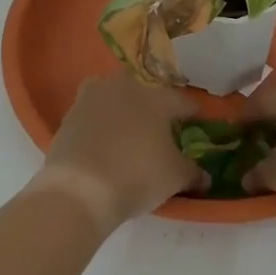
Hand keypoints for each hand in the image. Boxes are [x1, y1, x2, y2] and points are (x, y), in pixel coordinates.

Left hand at [34, 72, 206, 231]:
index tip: (196, 120)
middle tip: (159, 123)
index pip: (181, 100)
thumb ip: (193, 172)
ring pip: (114, 93)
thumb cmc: (137, 175)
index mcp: (156, 97)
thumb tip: (205, 177)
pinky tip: (103, 138)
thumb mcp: (174, 177)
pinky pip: (92, 111)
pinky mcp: (70, 113)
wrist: (80, 188)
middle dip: (153, 102)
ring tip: (128, 126)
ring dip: (123, 105)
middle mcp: (125, 87)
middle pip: (145, 89)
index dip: (191, 112)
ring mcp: (93, 96)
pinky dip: (100, 120)